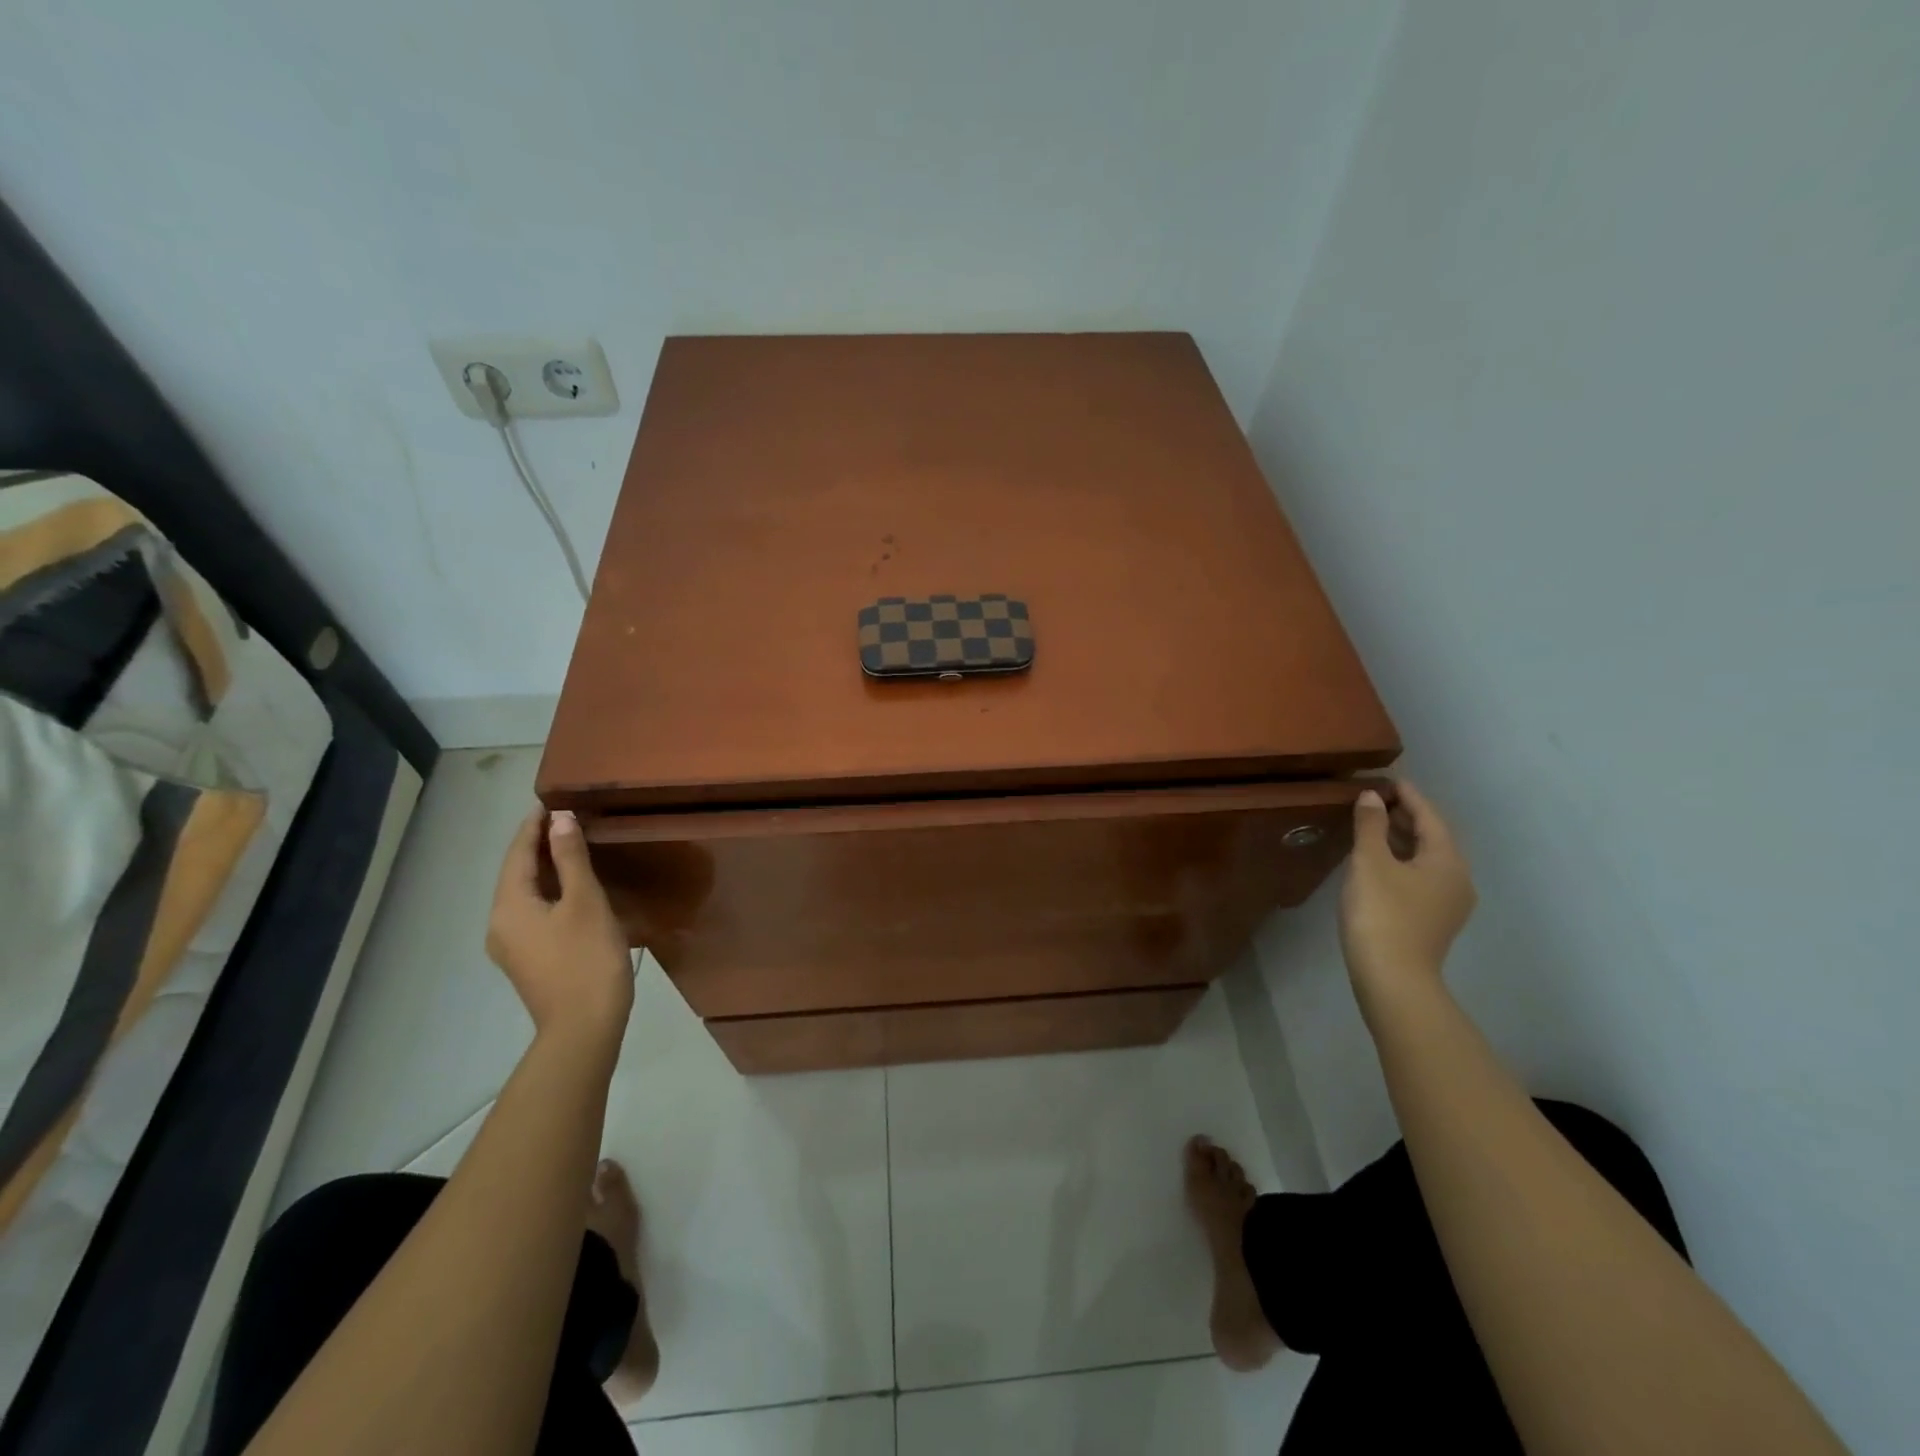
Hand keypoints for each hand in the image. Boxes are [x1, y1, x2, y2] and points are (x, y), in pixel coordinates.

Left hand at [486, 808, 634, 1046]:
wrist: (584, 1028)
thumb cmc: (586, 959)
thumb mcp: (585, 902)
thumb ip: (571, 858)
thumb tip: (560, 819)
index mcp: (508, 906)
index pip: (517, 853)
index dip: (533, 825)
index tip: (552, 800)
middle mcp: (500, 923)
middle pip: (516, 873)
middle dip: (537, 844)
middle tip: (565, 818)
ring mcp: (511, 945)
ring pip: (524, 893)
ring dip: (543, 867)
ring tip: (570, 845)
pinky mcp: (528, 959)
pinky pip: (532, 911)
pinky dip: (548, 890)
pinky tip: (570, 887)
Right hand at [1338, 781, 1476, 1006]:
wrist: (1392, 978)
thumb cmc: (1382, 913)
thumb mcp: (1370, 862)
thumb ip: (1371, 825)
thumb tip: (1372, 796)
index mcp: (1447, 860)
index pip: (1430, 816)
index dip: (1409, 795)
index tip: (1388, 778)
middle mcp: (1457, 879)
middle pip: (1432, 837)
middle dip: (1405, 816)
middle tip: (1375, 799)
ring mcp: (1448, 903)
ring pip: (1426, 859)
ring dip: (1402, 839)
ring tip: (1373, 825)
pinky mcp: (1433, 920)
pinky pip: (1420, 877)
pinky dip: (1401, 860)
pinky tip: (1378, 862)